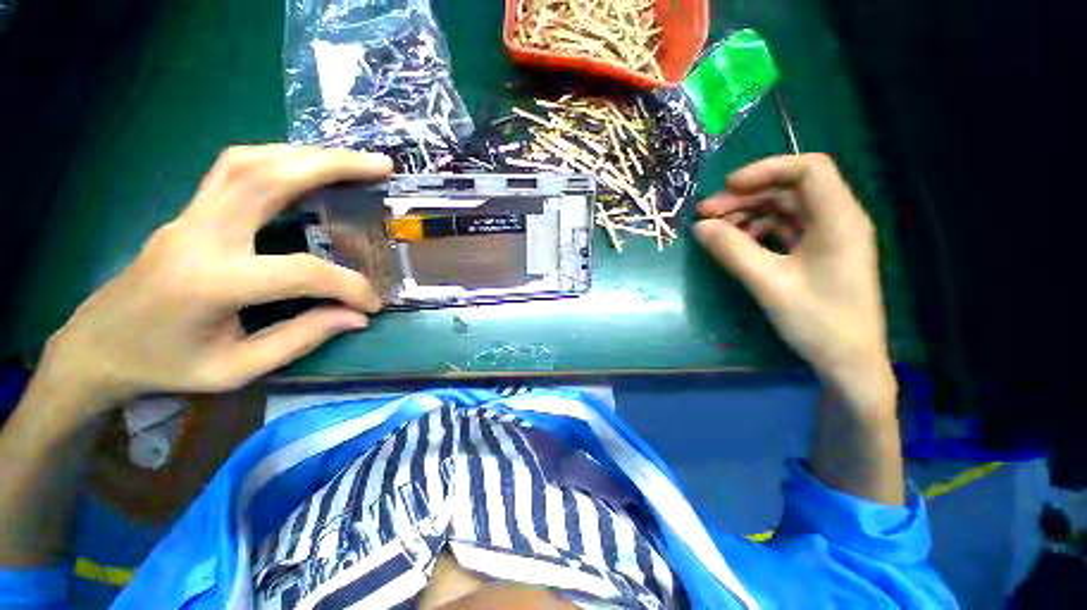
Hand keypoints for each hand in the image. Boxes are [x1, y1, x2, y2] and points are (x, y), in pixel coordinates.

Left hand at [42, 145, 391, 415]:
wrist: (97, 346)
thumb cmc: (166, 366)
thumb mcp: (236, 369)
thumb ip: (301, 338)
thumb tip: (356, 316)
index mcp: (213, 283)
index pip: (301, 271)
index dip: (348, 285)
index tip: (372, 303)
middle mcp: (200, 235)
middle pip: (268, 178)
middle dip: (333, 166)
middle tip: (380, 165)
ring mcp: (190, 215)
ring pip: (250, 161)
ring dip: (307, 154)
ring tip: (352, 160)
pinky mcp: (191, 211)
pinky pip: (235, 168)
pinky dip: (279, 158)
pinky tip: (306, 166)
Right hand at [695, 154, 895, 412]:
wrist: (847, 363)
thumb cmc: (818, 323)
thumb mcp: (769, 284)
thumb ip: (732, 251)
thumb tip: (700, 227)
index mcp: (839, 220)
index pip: (808, 170)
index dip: (765, 170)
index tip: (727, 188)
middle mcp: (837, 220)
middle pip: (789, 189)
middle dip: (745, 197)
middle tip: (705, 214)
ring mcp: (826, 237)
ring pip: (782, 209)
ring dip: (746, 215)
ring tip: (713, 231)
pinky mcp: (816, 253)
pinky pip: (782, 230)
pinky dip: (755, 232)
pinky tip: (734, 244)